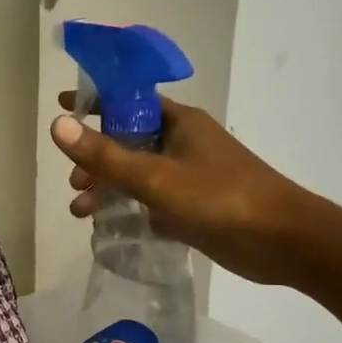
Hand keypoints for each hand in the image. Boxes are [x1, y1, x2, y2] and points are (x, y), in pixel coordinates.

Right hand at [51, 94, 314, 286]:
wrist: (284, 241)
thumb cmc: (220, 199)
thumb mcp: (155, 177)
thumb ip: (105, 155)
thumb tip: (57, 125)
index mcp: (178, 122)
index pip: (127, 101)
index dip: (93, 103)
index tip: (61, 108)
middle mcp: (184, 143)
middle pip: (128, 141)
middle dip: (96, 160)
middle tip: (75, 183)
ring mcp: (191, 175)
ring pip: (139, 174)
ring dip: (109, 189)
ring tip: (82, 213)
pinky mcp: (196, 206)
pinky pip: (154, 201)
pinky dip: (132, 210)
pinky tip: (112, 229)